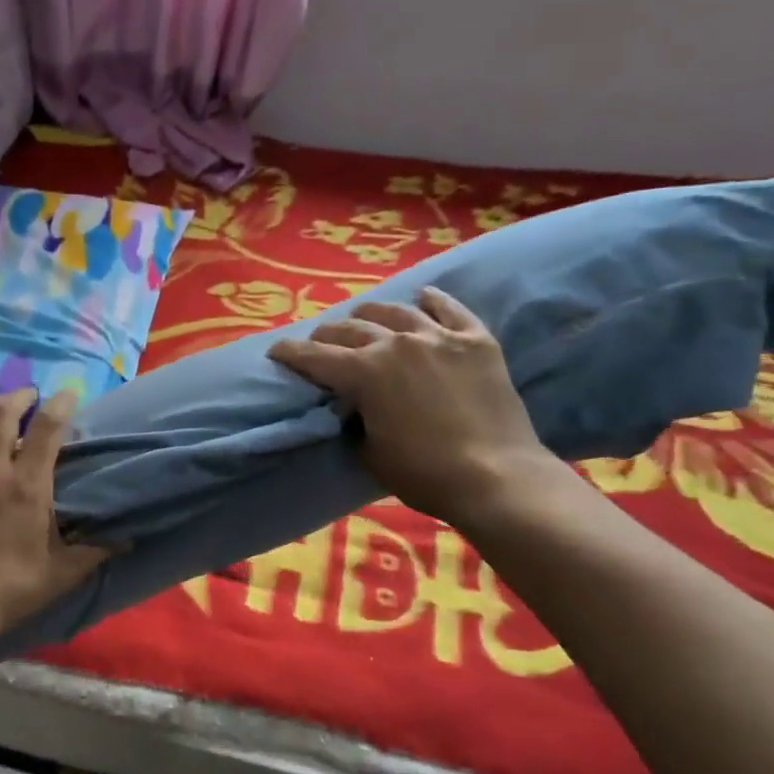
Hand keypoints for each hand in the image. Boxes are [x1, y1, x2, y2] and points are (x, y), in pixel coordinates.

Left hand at [0, 389, 111, 636]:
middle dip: (20, 397)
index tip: (68, 394)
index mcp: (28, 486)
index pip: (47, 429)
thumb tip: (126, 541)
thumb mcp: (61, 574)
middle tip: (30, 395)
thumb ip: (94, 552)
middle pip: (3, 413)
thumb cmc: (9, 589)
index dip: (60, 405)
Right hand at [267, 287, 553, 521]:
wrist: (497, 477)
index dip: (289, 353)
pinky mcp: (476, 341)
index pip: (313, 356)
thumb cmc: (424, 473)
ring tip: (363, 318)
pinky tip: (423, 297)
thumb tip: (353, 407)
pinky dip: (433, 301)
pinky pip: (450, 309)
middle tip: (319, 343)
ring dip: (371, 314)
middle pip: (350, 328)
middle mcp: (396, 343)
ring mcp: (439, 337)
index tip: (276, 351)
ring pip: (395, 311)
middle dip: (326, 335)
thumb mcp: (369, 453)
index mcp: (364, 373)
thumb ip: (354, 421)